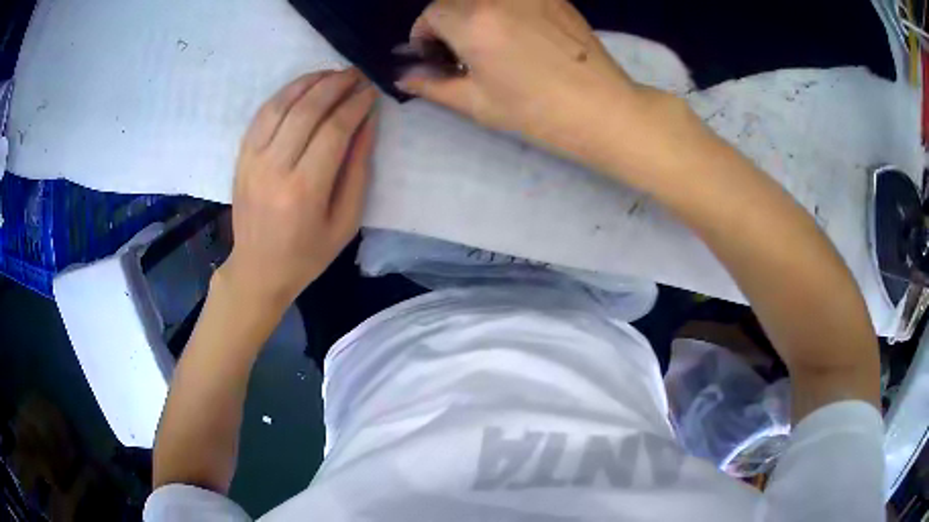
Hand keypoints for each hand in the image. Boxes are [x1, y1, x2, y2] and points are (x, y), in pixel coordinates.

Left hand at [220, 69, 377, 308]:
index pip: (334, 130)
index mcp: (304, 190)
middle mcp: (274, 168)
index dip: (356, 104)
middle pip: (307, 110)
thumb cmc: (307, 254)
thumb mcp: (346, 221)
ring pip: (282, 104)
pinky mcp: (241, 156)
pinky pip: (262, 114)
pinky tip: (303, 86)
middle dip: (336, 84)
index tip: (372, 91)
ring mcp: (252, 160)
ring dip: (310, 82)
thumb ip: (357, 170)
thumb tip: (367, 123)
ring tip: (333, 73)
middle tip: (357, 74)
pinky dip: (284, 93)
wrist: (258, 269)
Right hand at [396, 0, 653, 164]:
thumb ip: (433, 85)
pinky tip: (517, 33)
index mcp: (472, 22)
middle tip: (459, 50)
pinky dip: (503, 8)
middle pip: (455, 0)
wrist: (601, 109)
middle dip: (447, 21)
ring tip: (489, 41)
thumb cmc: (536, 112)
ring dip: (474, 13)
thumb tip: (403, 77)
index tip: (434, 55)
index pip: (431, 13)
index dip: (425, 34)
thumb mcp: (476, 103)